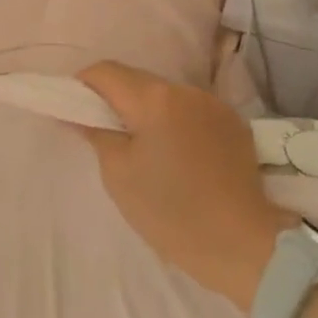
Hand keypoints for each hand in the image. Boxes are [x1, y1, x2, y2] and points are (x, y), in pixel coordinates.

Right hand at [76, 62, 295, 311]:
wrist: (243, 246)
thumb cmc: (171, 212)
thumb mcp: (119, 175)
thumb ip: (96, 133)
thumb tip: (77, 113)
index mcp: (154, 98)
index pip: (106, 71)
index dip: (83, 85)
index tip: (74, 110)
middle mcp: (185, 90)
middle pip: (137, 80)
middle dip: (115, 99)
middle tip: (103, 133)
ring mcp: (213, 104)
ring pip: (165, 95)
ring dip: (147, 111)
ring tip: (143, 148)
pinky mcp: (233, 123)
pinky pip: (191, 111)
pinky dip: (175, 123)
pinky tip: (177, 156)